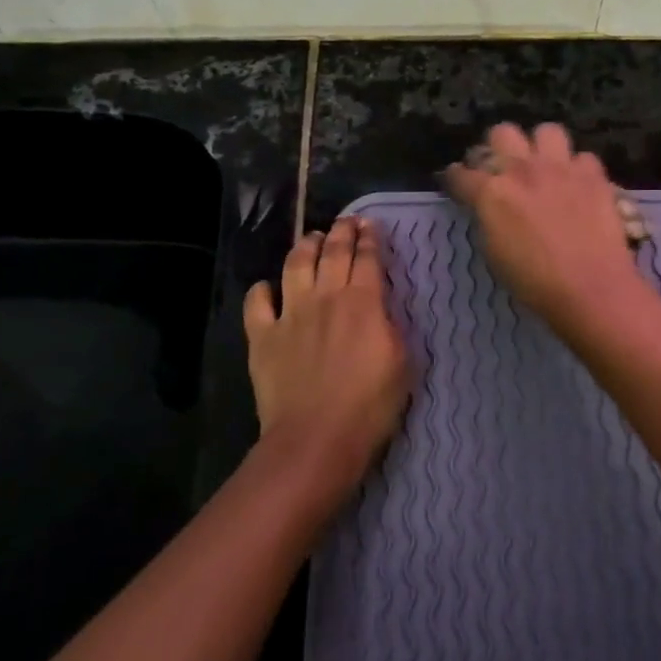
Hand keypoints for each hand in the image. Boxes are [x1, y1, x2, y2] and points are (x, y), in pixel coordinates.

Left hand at [244, 216, 410, 506]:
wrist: (317, 438)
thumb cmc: (370, 406)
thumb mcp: (402, 363)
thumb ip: (391, 327)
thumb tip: (381, 309)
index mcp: (363, 302)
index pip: (367, 258)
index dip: (369, 238)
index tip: (370, 225)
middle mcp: (325, 298)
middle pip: (332, 253)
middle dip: (341, 232)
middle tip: (346, 222)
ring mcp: (290, 315)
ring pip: (295, 266)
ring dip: (305, 247)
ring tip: (312, 238)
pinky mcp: (263, 337)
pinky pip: (258, 302)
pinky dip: (263, 289)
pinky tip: (268, 287)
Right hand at [443, 122, 651, 336]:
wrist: (590, 287)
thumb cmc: (534, 282)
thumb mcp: (494, 253)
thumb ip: (488, 219)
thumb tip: (488, 208)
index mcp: (491, 192)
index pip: (461, 173)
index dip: (455, 178)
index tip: (457, 183)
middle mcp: (523, 170)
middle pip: (502, 132)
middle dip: (498, 148)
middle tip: (504, 170)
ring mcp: (561, 168)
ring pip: (547, 131)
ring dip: (542, 147)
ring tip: (545, 167)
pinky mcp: (594, 175)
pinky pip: (583, 157)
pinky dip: (579, 170)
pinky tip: (578, 186)